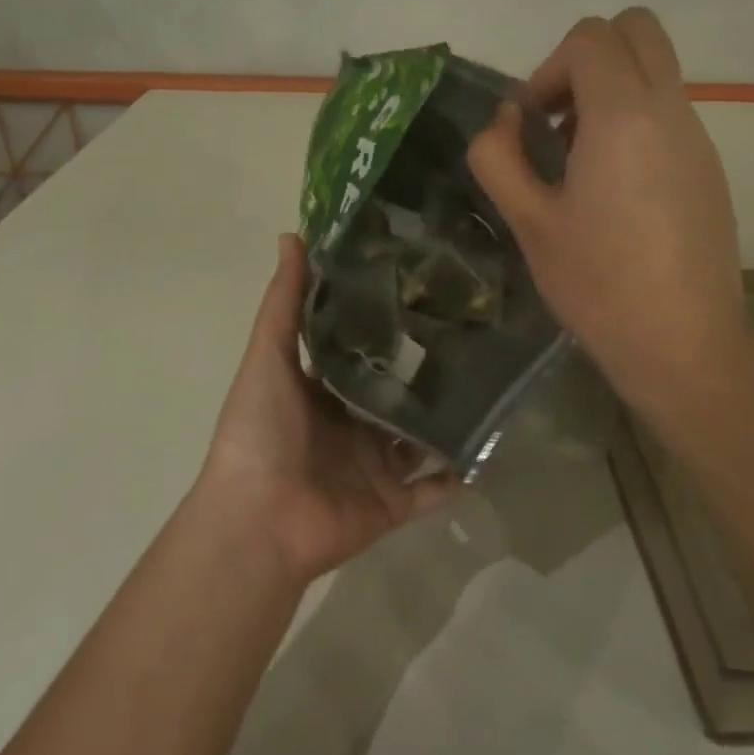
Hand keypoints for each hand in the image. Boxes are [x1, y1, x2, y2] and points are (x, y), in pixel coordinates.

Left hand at [192, 234, 457, 584]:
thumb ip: (284, 302)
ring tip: (494, 384)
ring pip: (420, 440)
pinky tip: (492, 445)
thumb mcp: (268, 356)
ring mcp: (374, 468)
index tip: (426, 288)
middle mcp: (351, 427)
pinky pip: (434, 490)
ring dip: (448, 420)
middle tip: (475, 332)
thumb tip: (292, 234)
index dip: (388, 325)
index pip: (361, 352)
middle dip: (428, 372)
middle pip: (396, 395)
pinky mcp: (393, 505)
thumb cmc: (260, 431)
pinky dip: (458, 474)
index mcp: (322, 392)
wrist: (259, 520)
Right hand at [467, 9, 747, 445]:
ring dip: (611, 92)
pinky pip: (670, 113)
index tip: (529, 125)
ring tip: (579, 164)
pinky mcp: (710, 168)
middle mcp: (670, 110)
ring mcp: (698, 138)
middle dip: (587, 58)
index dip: (547, 69)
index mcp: (623, 115)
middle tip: (557, 120)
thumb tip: (505, 121)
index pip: (590, 38)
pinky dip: (636, 123)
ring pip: (656, 71)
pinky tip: (615, 192)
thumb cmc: (597, 284)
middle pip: (636, 30)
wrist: (683, 342)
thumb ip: (498, 157)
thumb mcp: (528, 222)